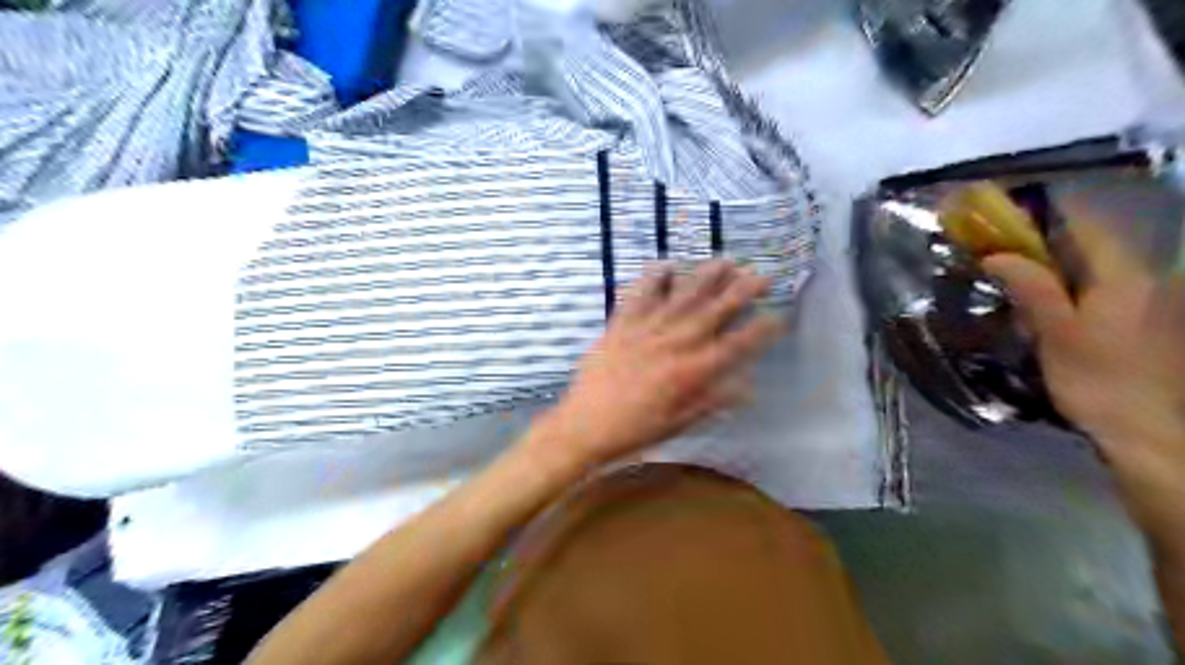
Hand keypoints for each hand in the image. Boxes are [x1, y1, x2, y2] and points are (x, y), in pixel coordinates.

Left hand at [532, 261, 784, 468]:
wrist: (587, 424)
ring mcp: (648, 328)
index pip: (737, 345)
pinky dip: (654, 277)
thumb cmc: (636, 429)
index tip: (778, 317)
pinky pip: (640, 293)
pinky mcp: (622, 323)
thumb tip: (747, 388)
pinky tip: (667, 264)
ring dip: (706, 276)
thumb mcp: (680, 422)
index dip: (762, 331)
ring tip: (725, 260)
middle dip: (742, 291)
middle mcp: (676, 343)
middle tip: (761, 275)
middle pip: (715, 311)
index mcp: (693, 371)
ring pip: (683, 295)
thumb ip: (713, 401)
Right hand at [983, 212, 1183, 540]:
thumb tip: (996, 255)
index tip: (1002, 217)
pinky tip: (1044, 307)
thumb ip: (1031, 287)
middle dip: (1041, 242)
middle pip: (1087, 243)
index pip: (1084, 224)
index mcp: (1122, 275)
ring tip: (1014, 280)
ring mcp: (1143, 299)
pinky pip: (1096, 288)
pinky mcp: (1138, 321)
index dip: (1043, 215)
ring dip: (1051, 266)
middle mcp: (1140, 277)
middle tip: (998, 253)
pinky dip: (1066, 287)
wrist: (1145, 431)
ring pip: (1090, 267)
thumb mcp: (1056, 332)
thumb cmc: (1097, 380)